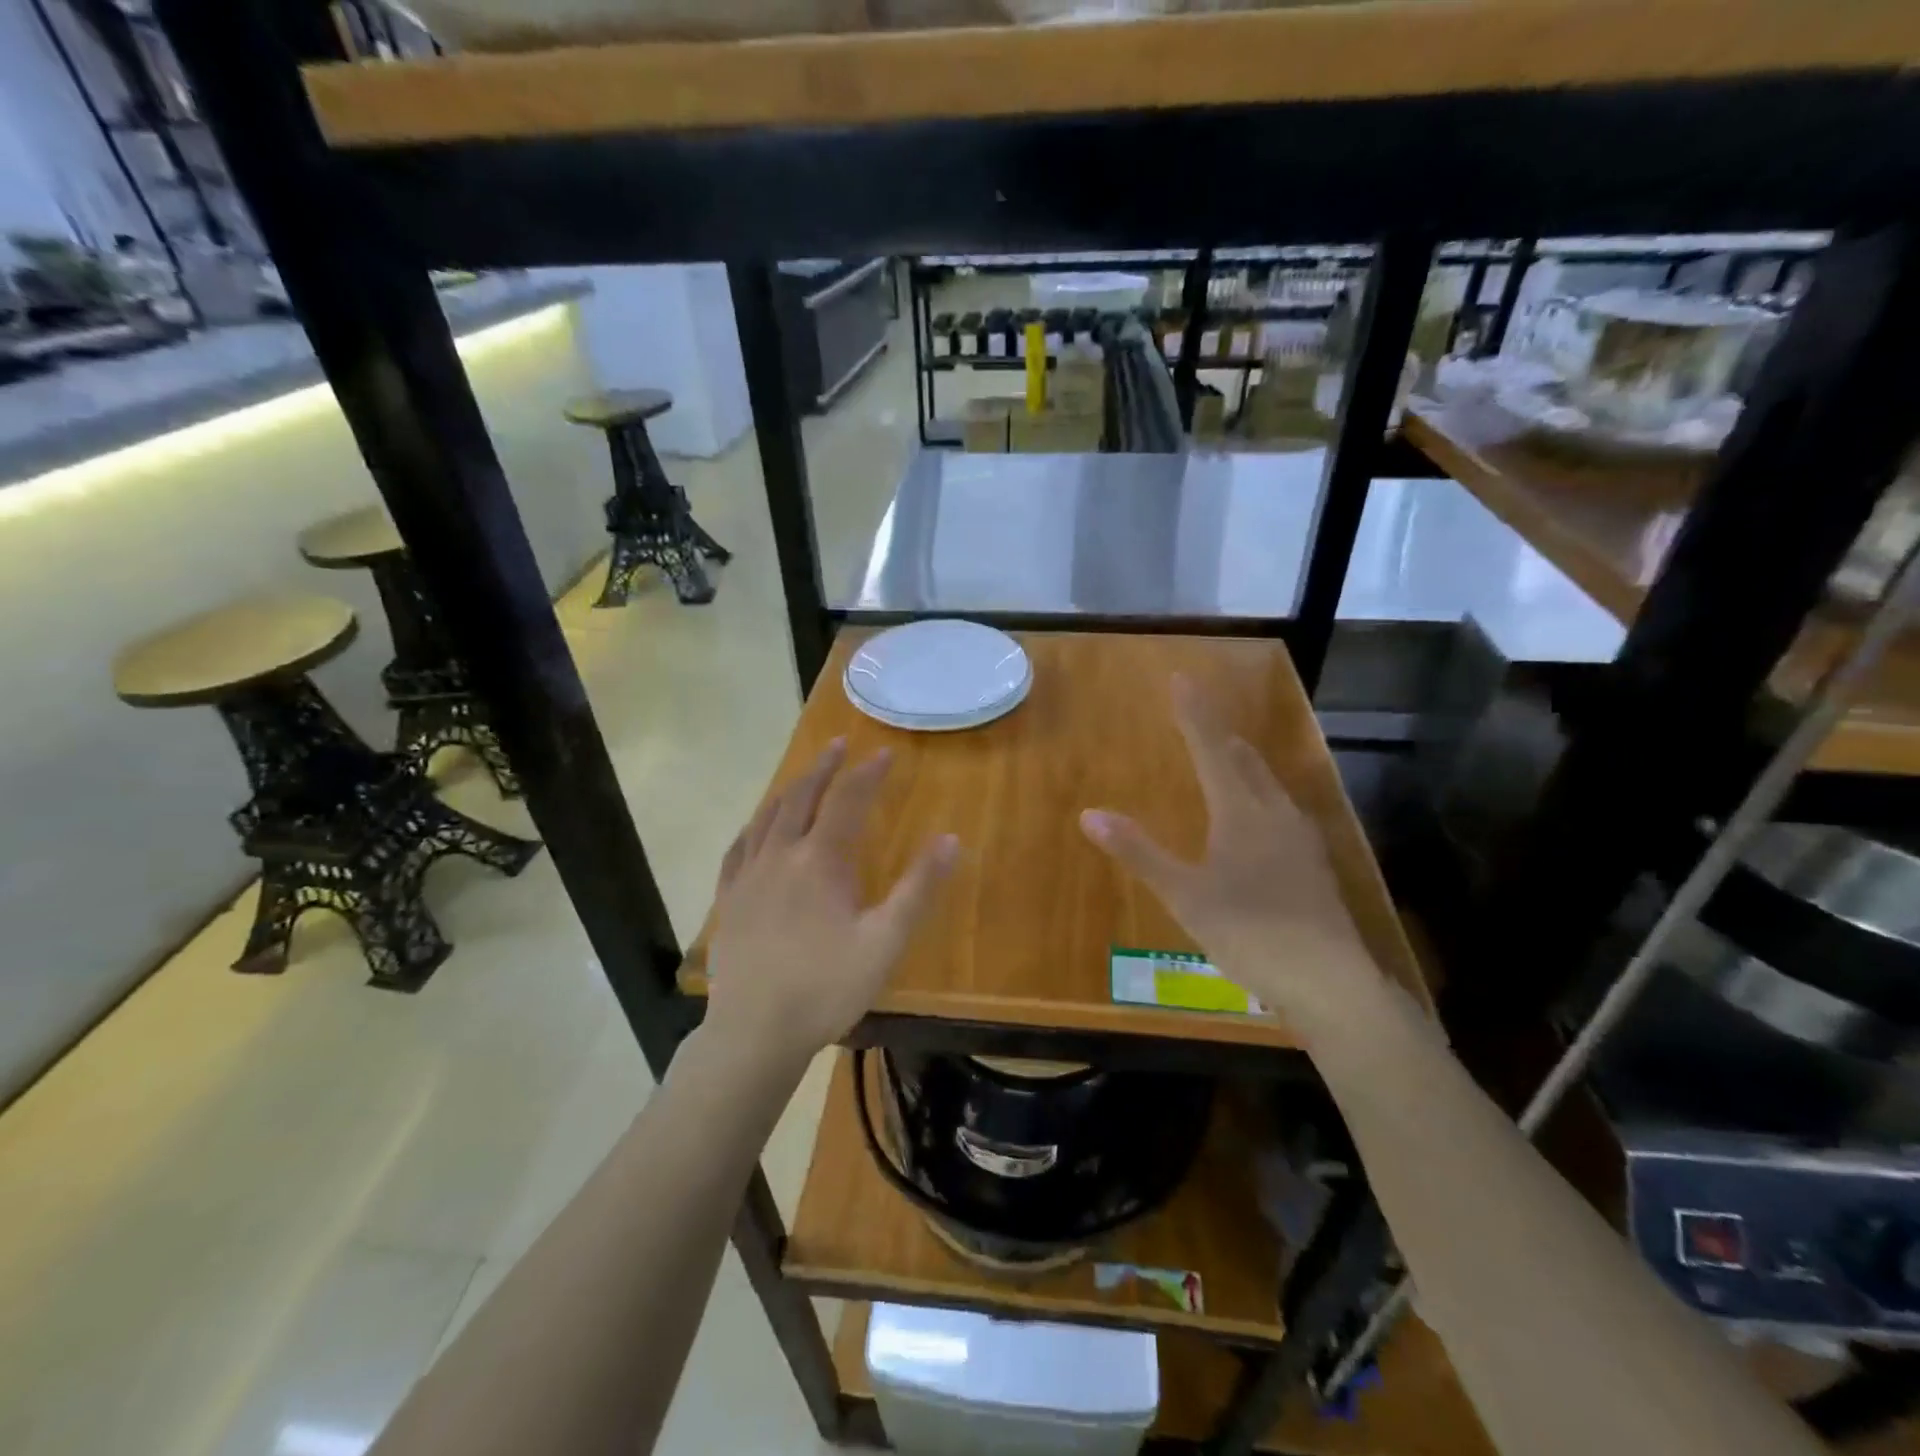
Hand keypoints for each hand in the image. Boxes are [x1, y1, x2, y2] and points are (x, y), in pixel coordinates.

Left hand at [705, 739, 957, 1069]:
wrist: (755, 1032)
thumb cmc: (826, 987)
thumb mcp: (885, 941)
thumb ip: (918, 889)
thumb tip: (950, 840)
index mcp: (820, 861)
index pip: (847, 801)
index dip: (867, 774)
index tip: (884, 754)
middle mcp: (780, 856)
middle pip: (801, 797)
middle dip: (824, 768)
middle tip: (840, 745)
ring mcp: (747, 877)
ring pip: (767, 817)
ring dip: (790, 789)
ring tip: (805, 777)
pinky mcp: (728, 900)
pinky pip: (738, 848)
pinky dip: (754, 826)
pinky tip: (757, 827)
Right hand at [1079, 675, 1381, 1032]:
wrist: (1330, 980)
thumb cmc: (1249, 931)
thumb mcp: (1185, 894)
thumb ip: (1139, 852)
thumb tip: (1090, 814)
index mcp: (1241, 811)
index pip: (1211, 748)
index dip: (1194, 713)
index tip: (1182, 678)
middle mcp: (1275, 813)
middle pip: (1245, 761)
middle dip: (1219, 736)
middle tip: (1199, 720)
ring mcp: (1301, 839)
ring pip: (1269, 786)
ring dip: (1243, 766)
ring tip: (1226, 761)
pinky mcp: (1314, 865)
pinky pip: (1282, 812)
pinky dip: (1260, 798)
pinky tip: (1260, 821)